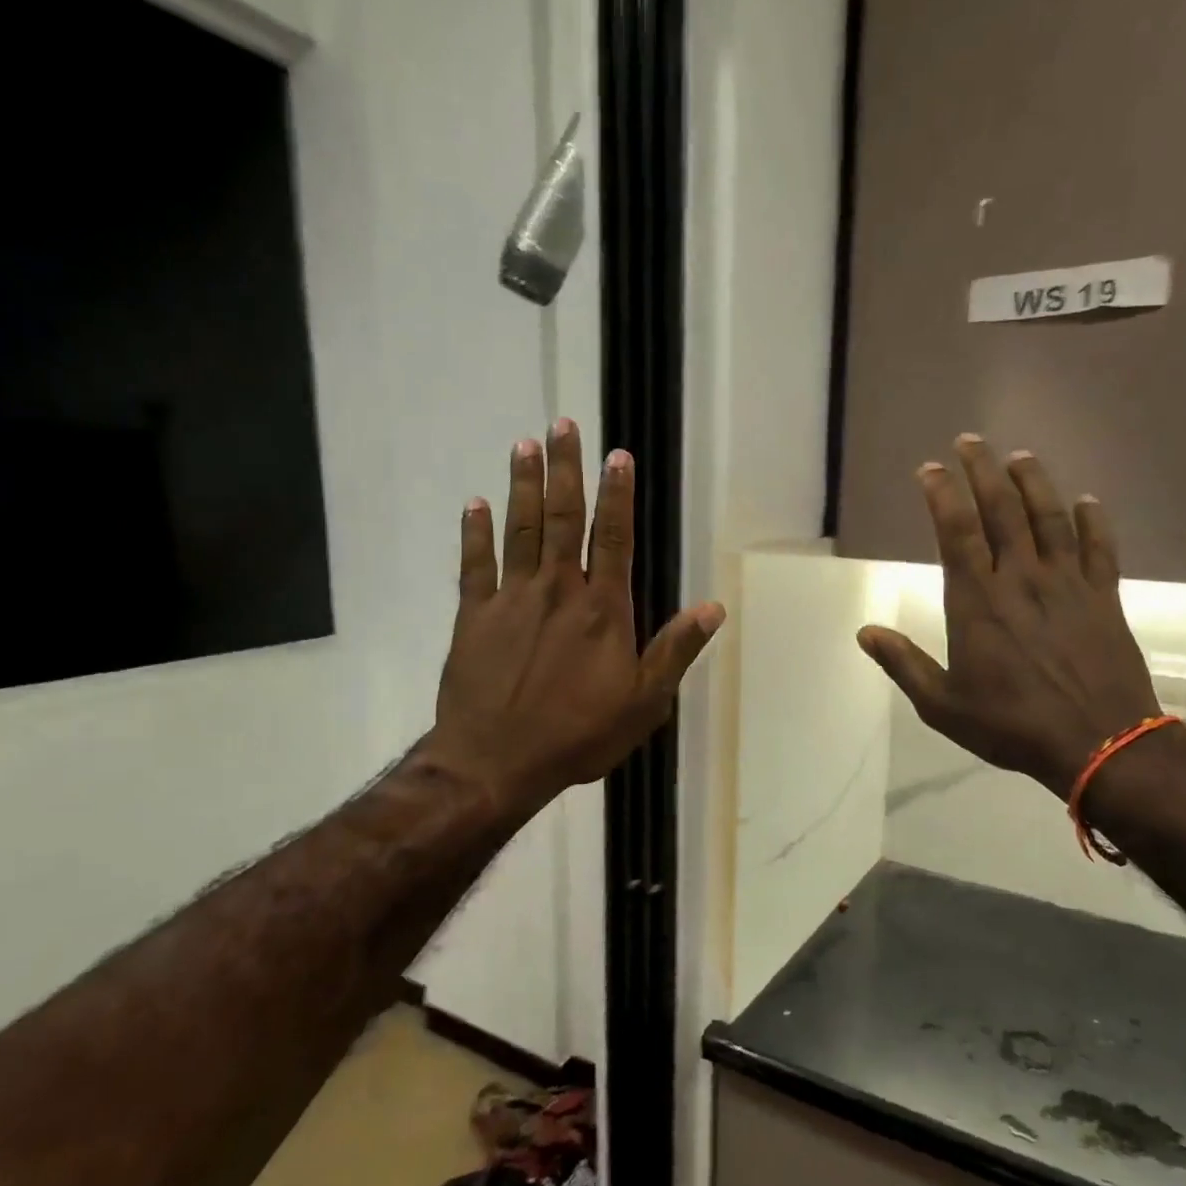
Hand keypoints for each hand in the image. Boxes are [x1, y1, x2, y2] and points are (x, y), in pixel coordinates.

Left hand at [423, 419, 724, 817]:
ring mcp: (511, 599)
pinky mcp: (473, 616)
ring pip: (519, 529)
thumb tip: (713, 609)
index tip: (618, 455)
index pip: (613, 538)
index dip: (618, 494)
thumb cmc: (579, 735)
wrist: (497, 761)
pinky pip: (474, 564)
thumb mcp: (645, 703)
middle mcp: (557, 590)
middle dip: (565, 469)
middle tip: (562, 424)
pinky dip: (475, 532)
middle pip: (562, 518)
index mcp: (602, 609)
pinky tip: (475, 503)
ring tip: (524, 444)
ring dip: (521, 484)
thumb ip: (675, 651)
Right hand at [857, 434, 1160, 797]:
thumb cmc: (1011, 725)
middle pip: (1002, 510)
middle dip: (983, 471)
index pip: (956, 532)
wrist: (1099, 744)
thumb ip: (903, 664)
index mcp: (977, 602)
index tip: (930, 469)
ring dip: (1033, 483)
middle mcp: (1021, 580)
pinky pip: (1099, 548)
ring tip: (1019, 457)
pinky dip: (1093, 521)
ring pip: (1050, 519)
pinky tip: (1086, 501)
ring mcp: (1068, 585)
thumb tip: (864, 632)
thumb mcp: (942, 705)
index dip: (942, 494)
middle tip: (970, 441)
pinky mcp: (1105, 598)